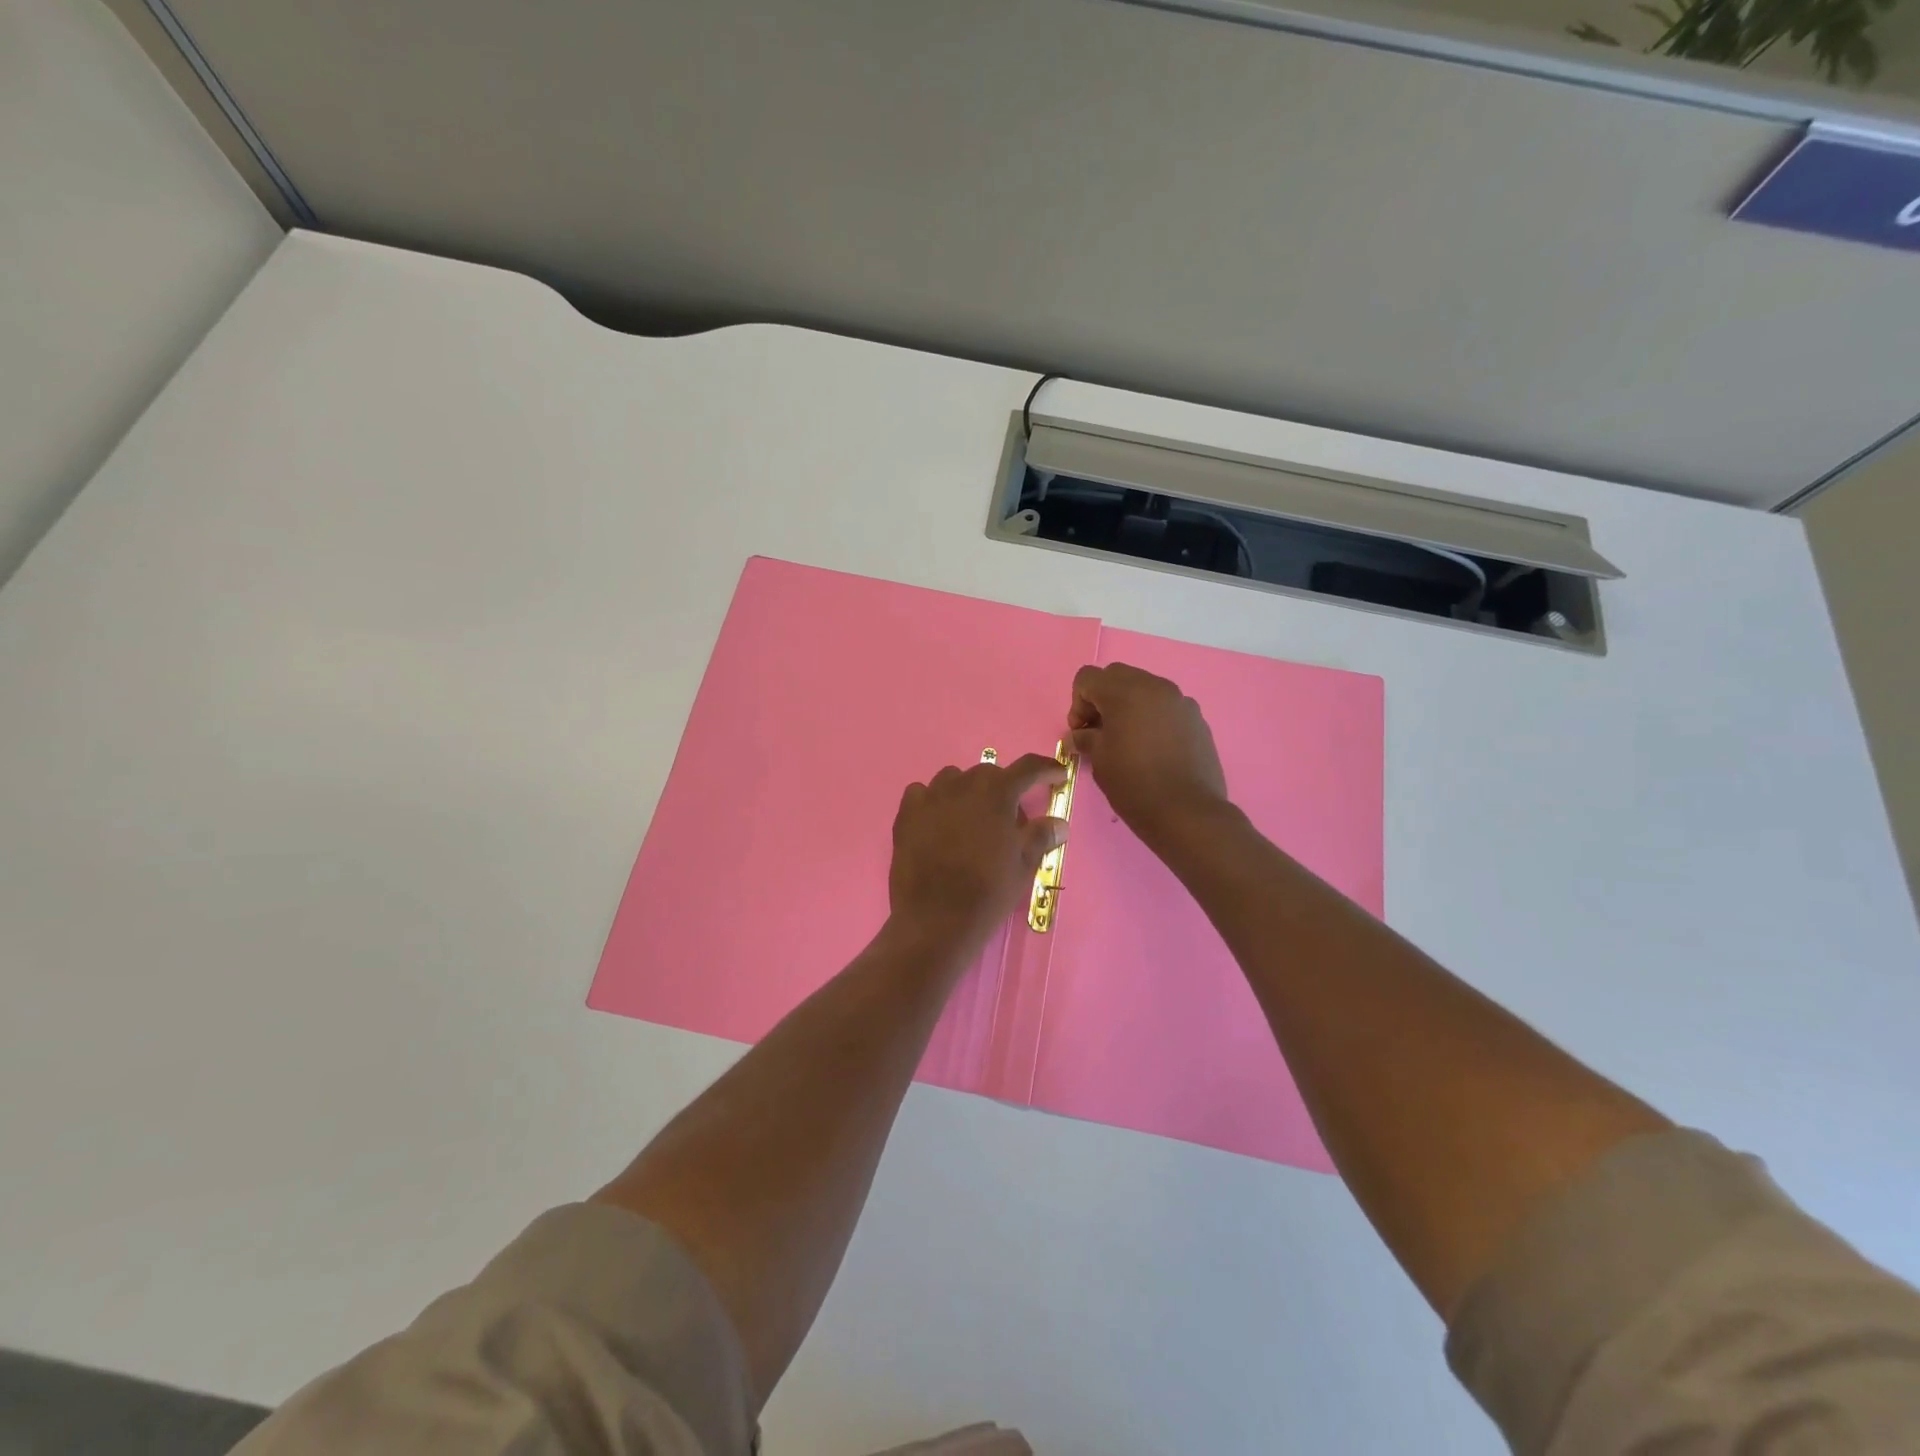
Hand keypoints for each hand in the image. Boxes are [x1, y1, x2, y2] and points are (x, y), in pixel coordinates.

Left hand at [888, 753, 1067, 949]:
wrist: (935, 920)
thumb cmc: (987, 893)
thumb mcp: (1023, 866)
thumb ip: (1041, 836)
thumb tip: (1059, 823)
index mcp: (997, 793)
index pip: (1028, 768)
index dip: (1047, 769)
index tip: (1057, 776)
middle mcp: (963, 785)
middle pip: (989, 774)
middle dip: (1004, 788)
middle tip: (1010, 818)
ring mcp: (931, 797)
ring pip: (954, 779)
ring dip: (968, 791)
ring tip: (972, 820)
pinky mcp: (906, 814)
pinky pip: (922, 793)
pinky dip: (933, 801)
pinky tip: (938, 821)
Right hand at [1068, 663, 1227, 843]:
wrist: (1187, 812)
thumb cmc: (1135, 784)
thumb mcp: (1099, 761)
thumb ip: (1086, 738)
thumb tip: (1079, 735)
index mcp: (1126, 692)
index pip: (1088, 677)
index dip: (1078, 702)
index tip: (1081, 731)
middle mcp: (1155, 686)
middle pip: (1117, 676)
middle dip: (1103, 699)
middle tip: (1100, 732)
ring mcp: (1180, 701)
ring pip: (1145, 689)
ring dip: (1129, 706)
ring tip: (1128, 741)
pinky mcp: (1197, 719)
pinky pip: (1166, 707)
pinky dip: (1152, 717)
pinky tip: (1153, 749)